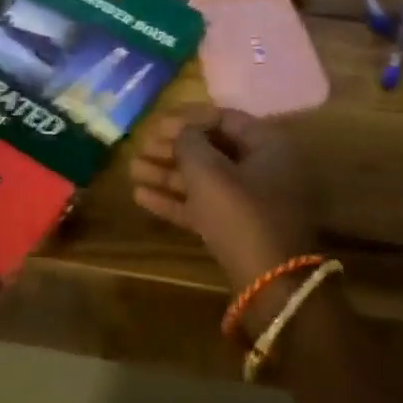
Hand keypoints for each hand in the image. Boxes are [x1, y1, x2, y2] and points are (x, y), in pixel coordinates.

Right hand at [129, 105, 318, 292]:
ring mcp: (250, 202)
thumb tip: (181, 131)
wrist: (269, 283)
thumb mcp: (209, 171)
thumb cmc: (240, 213)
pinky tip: (140, 196)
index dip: (188, 118)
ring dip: (167, 173)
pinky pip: (203, 205)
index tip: (157, 124)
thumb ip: (189, 142)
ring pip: (204, 179)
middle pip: (212, 149)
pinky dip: (175, 200)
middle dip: (173, 148)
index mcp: (266, 144)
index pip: (224, 118)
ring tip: (132, 169)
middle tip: (141, 146)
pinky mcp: (237, 230)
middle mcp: (262, 168)